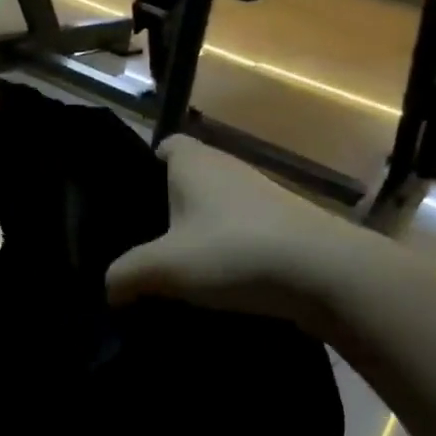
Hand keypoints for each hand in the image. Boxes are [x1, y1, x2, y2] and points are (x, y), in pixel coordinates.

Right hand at [106, 136, 367, 331]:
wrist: (326, 274)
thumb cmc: (233, 252)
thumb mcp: (163, 268)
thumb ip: (125, 275)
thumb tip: (109, 289)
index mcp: (193, 161)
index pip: (163, 146)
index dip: (144, 169)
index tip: (130, 206)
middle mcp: (227, 166)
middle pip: (186, 180)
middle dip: (167, 209)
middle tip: (144, 247)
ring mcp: (260, 193)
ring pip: (215, 207)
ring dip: (199, 233)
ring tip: (179, 270)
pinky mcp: (284, 222)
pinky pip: (241, 229)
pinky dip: (228, 249)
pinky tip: (219, 282)